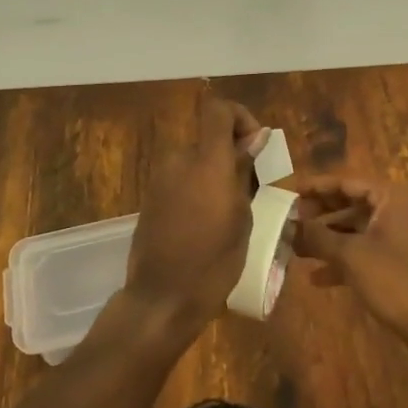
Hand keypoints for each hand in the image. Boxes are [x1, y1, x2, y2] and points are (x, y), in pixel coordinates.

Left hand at [123, 93, 265, 336]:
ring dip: (216, 173)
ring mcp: (160, 178)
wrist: (162, 297)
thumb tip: (256, 137)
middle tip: (251, 189)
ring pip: (196, 159)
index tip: (256, 146)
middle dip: (232, 154)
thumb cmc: (213, 262)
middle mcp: (179, 160)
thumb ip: (244, 171)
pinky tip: (208, 221)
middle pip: (209, 137)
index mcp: (205, 162)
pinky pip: (182, 178)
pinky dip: (199, 187)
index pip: (218, 109)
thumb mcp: (241, 217)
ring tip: (232, 210)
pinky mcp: (151, 196)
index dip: (241, 117)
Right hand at [292, 176, 407, 342]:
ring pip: (355, 230)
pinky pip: (364, 251)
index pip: (347, 182)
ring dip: (326, 239)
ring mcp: (399, 237)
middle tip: (289, 220)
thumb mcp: (350, 254)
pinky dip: (342, 260)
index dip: (317, 186)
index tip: (290, 191)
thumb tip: (290, 225)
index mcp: (391, 198)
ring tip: (295, 248)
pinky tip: (315, 277)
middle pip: (350, 204)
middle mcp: (397, 211)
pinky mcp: (397, 262)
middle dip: (319, 215)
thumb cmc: (393, 280)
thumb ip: (318, 236)